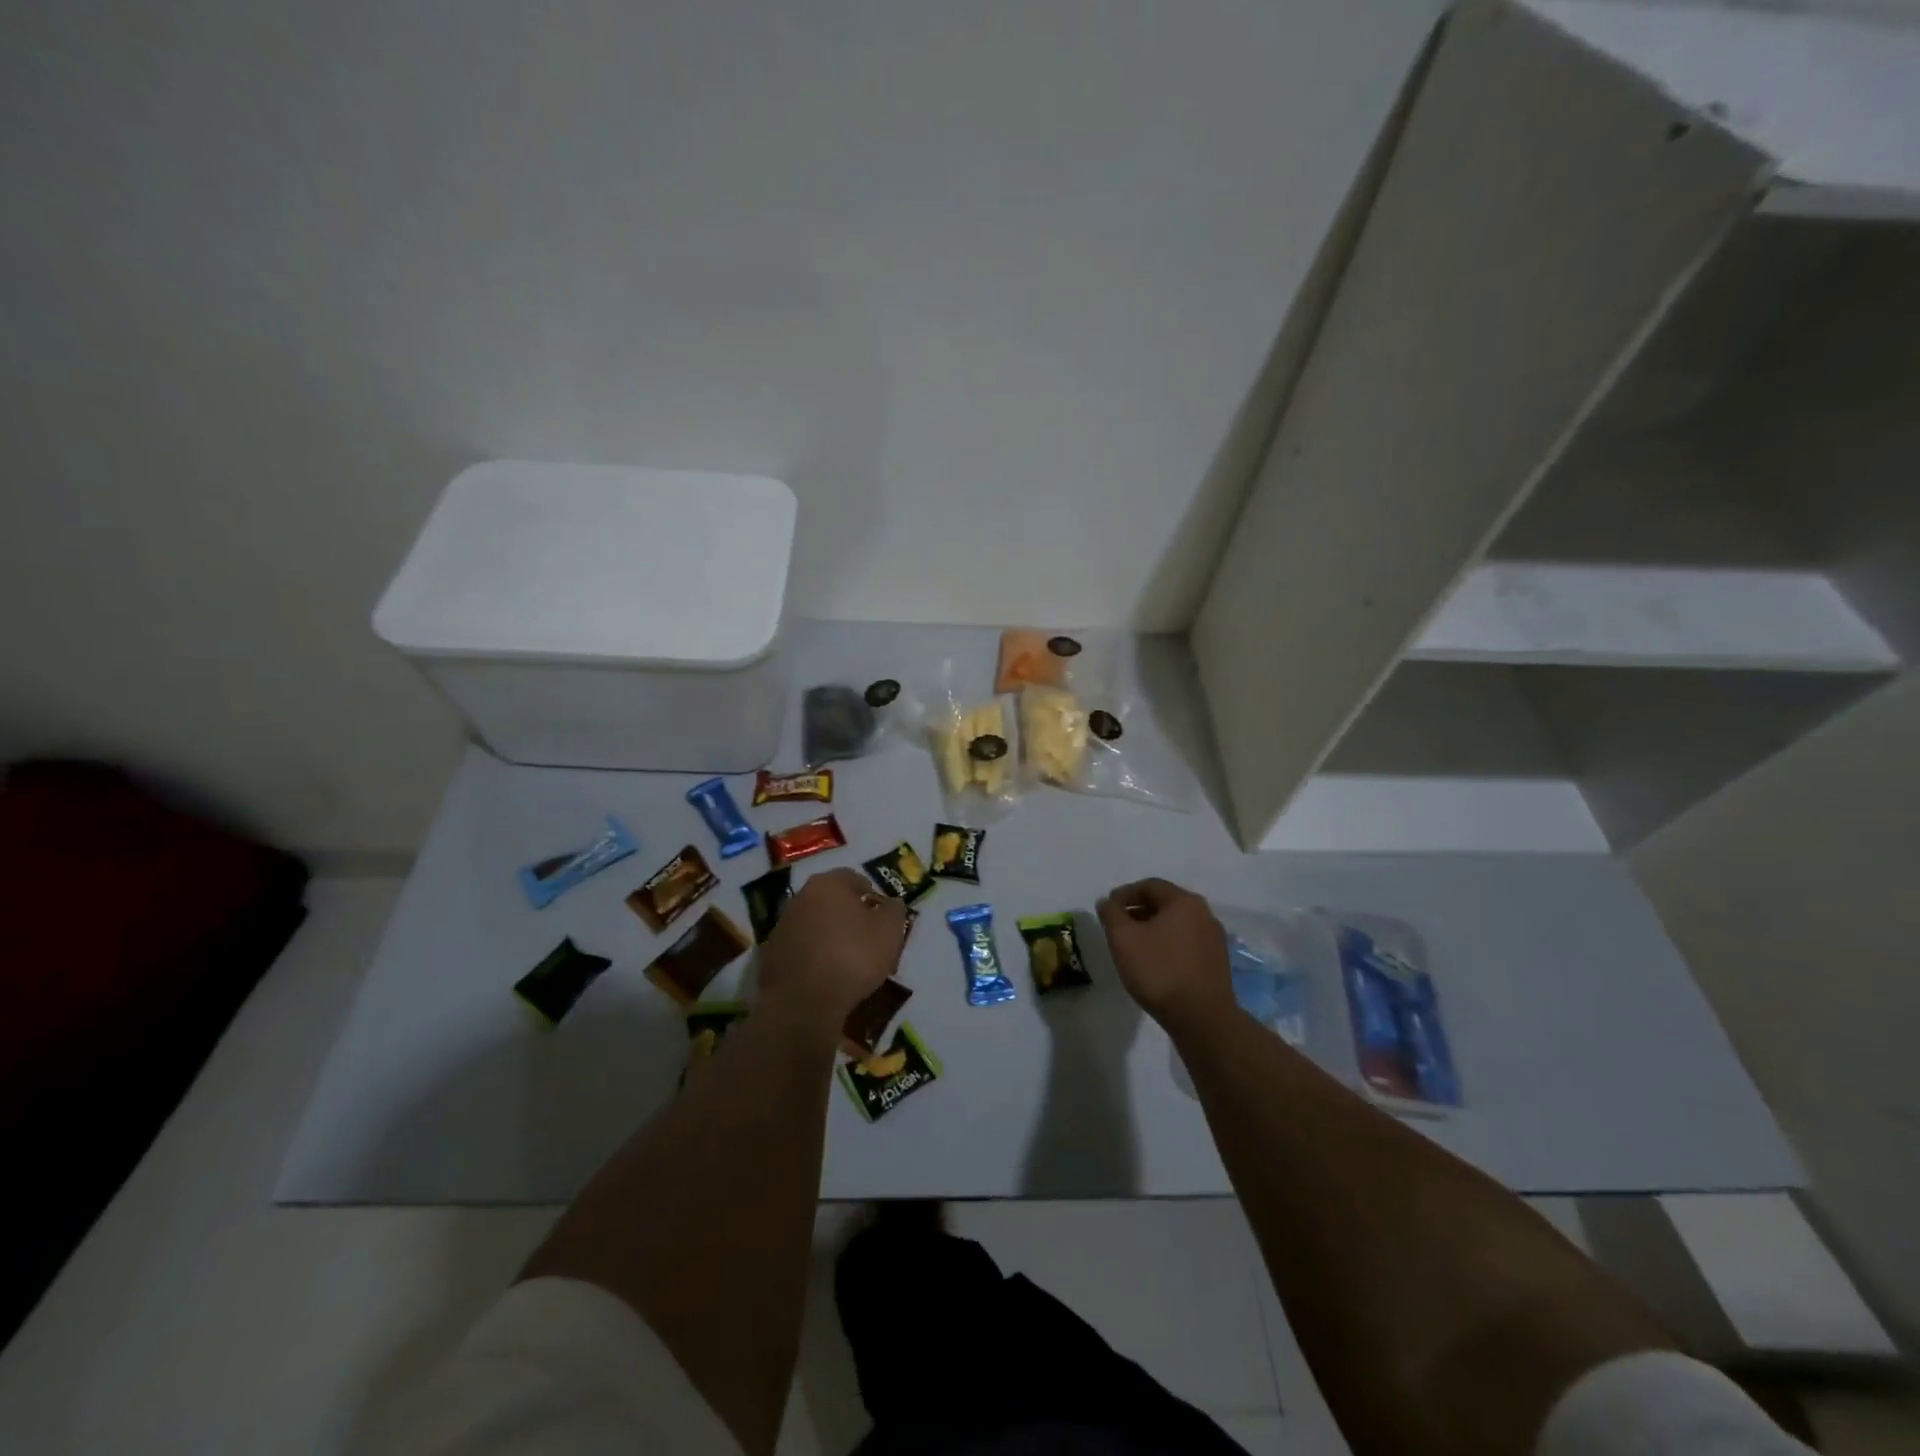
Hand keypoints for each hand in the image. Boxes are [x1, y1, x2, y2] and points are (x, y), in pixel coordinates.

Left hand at [758, 868, 903, 1036]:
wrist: (804, 1003)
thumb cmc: (853, 957)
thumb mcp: (890, 931)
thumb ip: (894, 910)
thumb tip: (891, 904)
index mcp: (828, 884)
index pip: (854, 878)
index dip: (872, 895)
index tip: (882, 917)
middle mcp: (800, 897)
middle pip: (832, 900)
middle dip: (850, 916)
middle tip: (868, 939)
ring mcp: (782, 926)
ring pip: (815, 924)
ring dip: (830, 936)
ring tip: (848, 962)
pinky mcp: (770, 955)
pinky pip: (801, 949)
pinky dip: (814, 956)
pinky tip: (827, 976)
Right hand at [1095, 877, 1234, 1031]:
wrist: (1201, 1017)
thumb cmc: (1159, 970)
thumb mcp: (1123, 938)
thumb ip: (1111, 913)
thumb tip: (1107, 902)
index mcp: (1184, 901)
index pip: (1149, 886)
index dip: (1124, 894)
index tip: (1107, 909)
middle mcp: (1204, 914)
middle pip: (1164, 903)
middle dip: (1138, 911)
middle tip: (1117, 927)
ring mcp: (1214, 939)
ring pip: (1176, 924)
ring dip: (1152, 929)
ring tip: (1133, 946)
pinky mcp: (1217, 962)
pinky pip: (1186, 943)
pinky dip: (1167, 944)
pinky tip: (1155, 962)